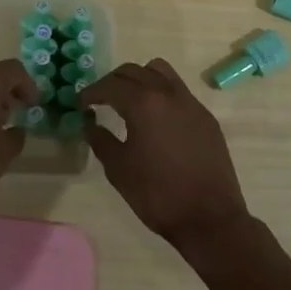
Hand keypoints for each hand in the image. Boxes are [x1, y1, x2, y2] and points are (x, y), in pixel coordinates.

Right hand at [85, 58, 251, 254]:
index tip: (80, 104)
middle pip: (134, 71)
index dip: (91, 92)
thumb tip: (90, 123)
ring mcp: (190, 102)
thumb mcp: (119, 169)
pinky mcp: (205, 116)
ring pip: (160, 71)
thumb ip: (100, 140)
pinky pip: (178, 90)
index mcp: (143, 103)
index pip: (110, 85)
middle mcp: (168, 93)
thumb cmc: (158, 194)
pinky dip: (161, 93)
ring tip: (130, 100)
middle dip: (113, 81)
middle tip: (100, 100)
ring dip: (140, 78)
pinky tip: (156, 119)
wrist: (210, 218)